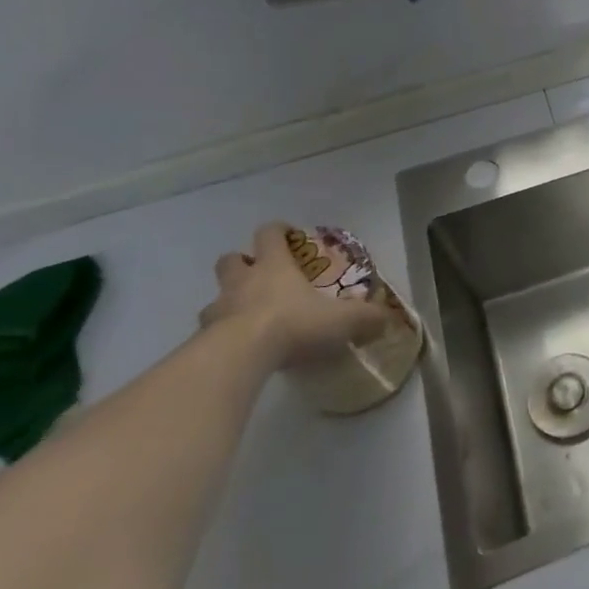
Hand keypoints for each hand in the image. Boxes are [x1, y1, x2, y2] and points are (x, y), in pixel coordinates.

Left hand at [202, 222, 395, 368]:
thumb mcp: (341, 320)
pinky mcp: (201, 340)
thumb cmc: (292, 324)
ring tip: (245, 318)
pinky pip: (207, 332)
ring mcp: (217, 310)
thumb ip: (365, 318)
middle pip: (231, 259)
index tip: (288, 235)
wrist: (239, 357)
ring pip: (215, 297)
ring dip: (227, 302)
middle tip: (259, 276)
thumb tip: (387, 319)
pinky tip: (235, 350)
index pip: (269, 234)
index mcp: (274, 267)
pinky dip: (218, 336)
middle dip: (242, 263)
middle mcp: (242, 282)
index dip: (278, 231)